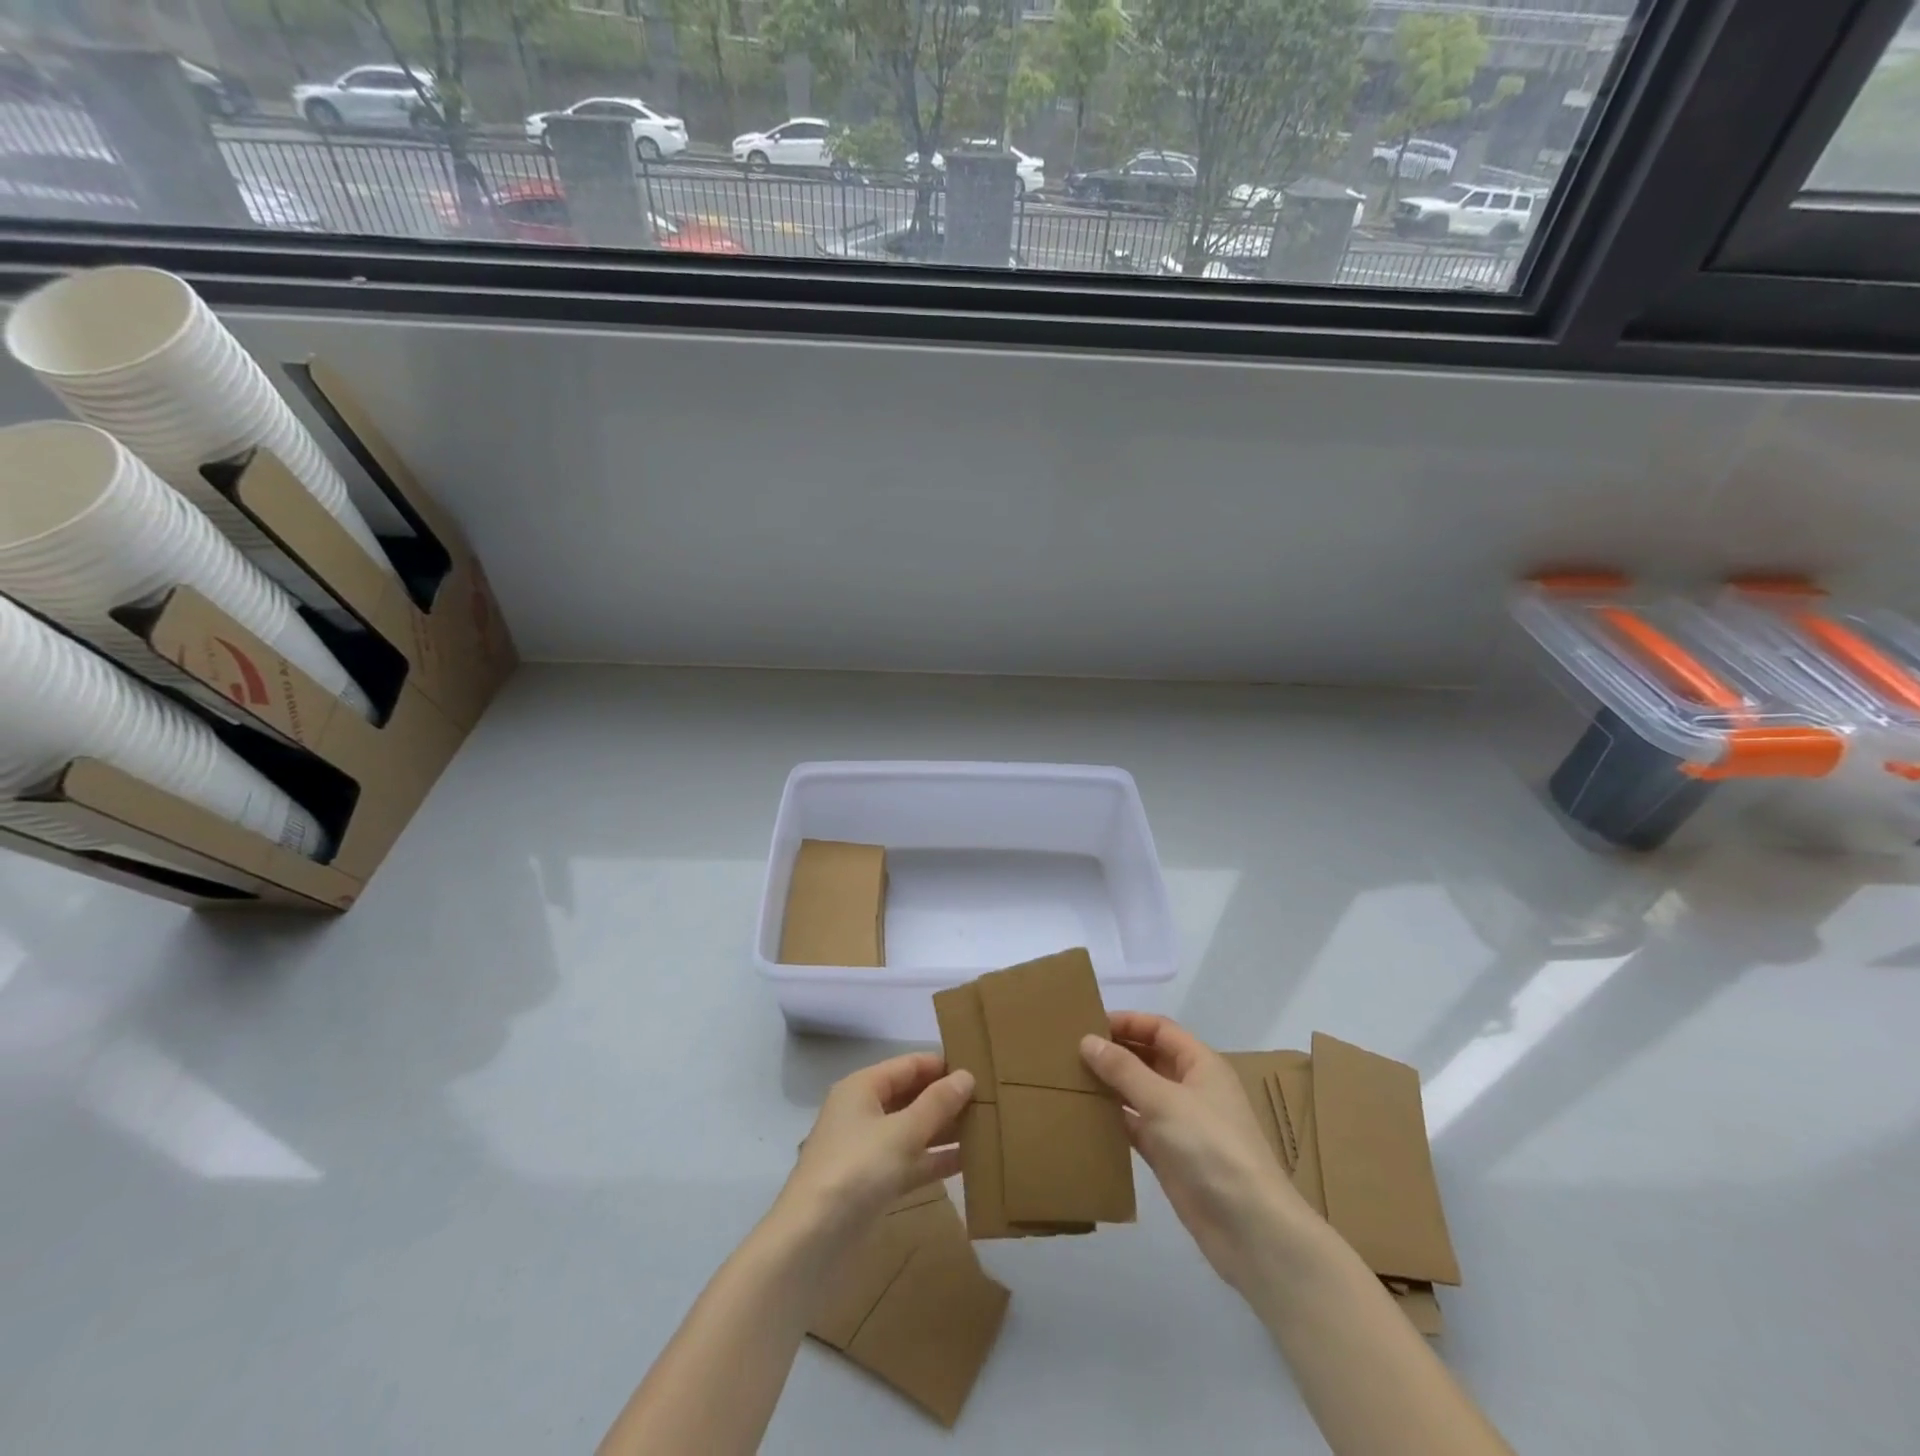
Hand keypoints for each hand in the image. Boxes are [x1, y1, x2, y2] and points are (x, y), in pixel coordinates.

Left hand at [776, 1052, 973, 1242]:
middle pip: (911, 1096)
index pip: (909, 1065)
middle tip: (991, 1099)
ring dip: (945, 1129)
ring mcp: (868, 1150)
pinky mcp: (873, 1183)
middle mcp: (863, 1112)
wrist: (811, 1243)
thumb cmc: (856, 1170)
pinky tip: (969, 1161)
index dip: (942, 1065)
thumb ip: (936, 1104)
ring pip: (913, 1130)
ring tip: (988, 1127)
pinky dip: (935, 1160)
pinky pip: (911, 1161)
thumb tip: (967, 1075)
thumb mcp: (901, 1132)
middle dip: (947, 1098)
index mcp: (862, 1088)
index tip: (981, 1067)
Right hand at [1081, 1013, 1309, 1291]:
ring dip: (1111, 1085)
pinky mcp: (1169, 1155)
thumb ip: (1123, 1069)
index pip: (1159, 1029)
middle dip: (1115, 1052)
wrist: (1248, 1227)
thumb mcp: (1164, 1100)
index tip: (1088, 1024)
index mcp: (1200, 1064)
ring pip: (1139, 1092)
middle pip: (1149, 1058)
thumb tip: (1087, 1040)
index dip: (1127, 1022)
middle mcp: (1191, 1088)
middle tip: (1071, 1051)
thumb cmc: (1211, 1147)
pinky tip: (1085, 1116)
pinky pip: (1136, 1126)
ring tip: (1071, 1079)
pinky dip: (1114, 1119)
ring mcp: (1180, 1123)